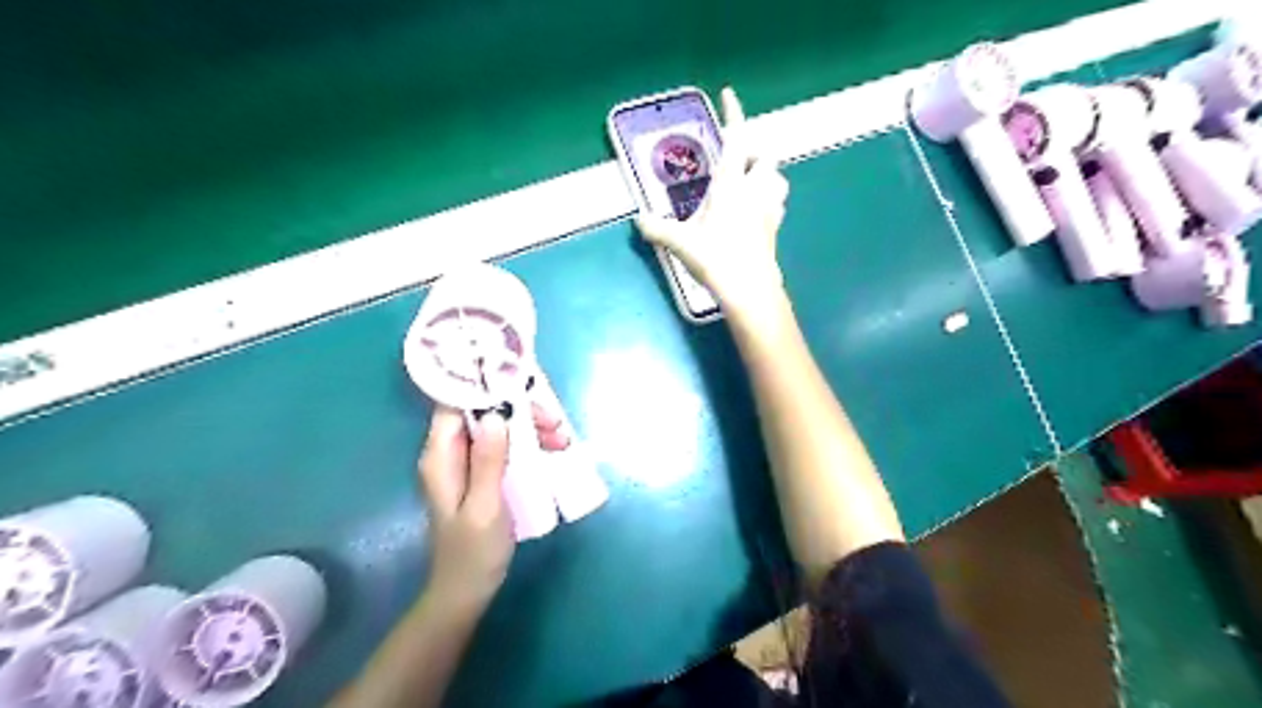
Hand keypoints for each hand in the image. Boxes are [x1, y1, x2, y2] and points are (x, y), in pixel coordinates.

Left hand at [418, 404, 567, 608]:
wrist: (467, 591)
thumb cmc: (473, 553)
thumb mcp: (484, 507)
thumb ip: (488, 462)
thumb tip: (495, 415)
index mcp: (441, 456)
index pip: (454, 404)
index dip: (484, 388)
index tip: (521, 387)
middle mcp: (451, 453)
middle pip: (483, 413)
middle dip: (519, 411)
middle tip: (554, 423)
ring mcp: (467, 463)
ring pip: (498, 428)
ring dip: (530, 427)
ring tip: (562, 440)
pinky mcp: (483, 474)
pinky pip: (505, 446)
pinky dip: (528, 443)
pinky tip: (553, 450)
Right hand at [641, 85, 785, 311]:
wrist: (750, 290)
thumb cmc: (716, 258)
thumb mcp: (680, 243)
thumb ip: (658, 228)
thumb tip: (639, 221)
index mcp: (731, 185)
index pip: (737, 140)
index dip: (734, 114)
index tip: (729, 94)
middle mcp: (755, 191)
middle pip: (766, 157)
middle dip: (754, 152)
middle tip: (737, 161)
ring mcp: (769, 210)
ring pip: (779, 179)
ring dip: (767, 175)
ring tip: (750, 183)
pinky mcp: (775, 229)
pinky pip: (778, 204)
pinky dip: (769, 199)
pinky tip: (756, 211)